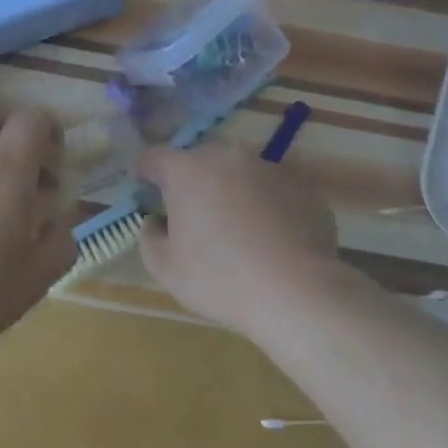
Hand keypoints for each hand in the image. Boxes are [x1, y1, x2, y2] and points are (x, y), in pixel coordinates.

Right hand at [136, 142, 338, 334]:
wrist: (296, 292)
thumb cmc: (220, 278)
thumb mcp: (165, 268)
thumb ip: (149, 236)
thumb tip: (156, 221)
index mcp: (188, 169)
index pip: (154, 157)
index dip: (145, 171)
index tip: (144, 188)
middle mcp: (228, 156)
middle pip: (200, 160)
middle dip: (192, 180)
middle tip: (192, 213)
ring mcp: (269, 166)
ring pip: (239, 171)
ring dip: (231, 188)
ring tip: (237, 225)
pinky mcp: (303, 185)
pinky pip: (273, 187)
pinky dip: (266, 202)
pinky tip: (271, 235)